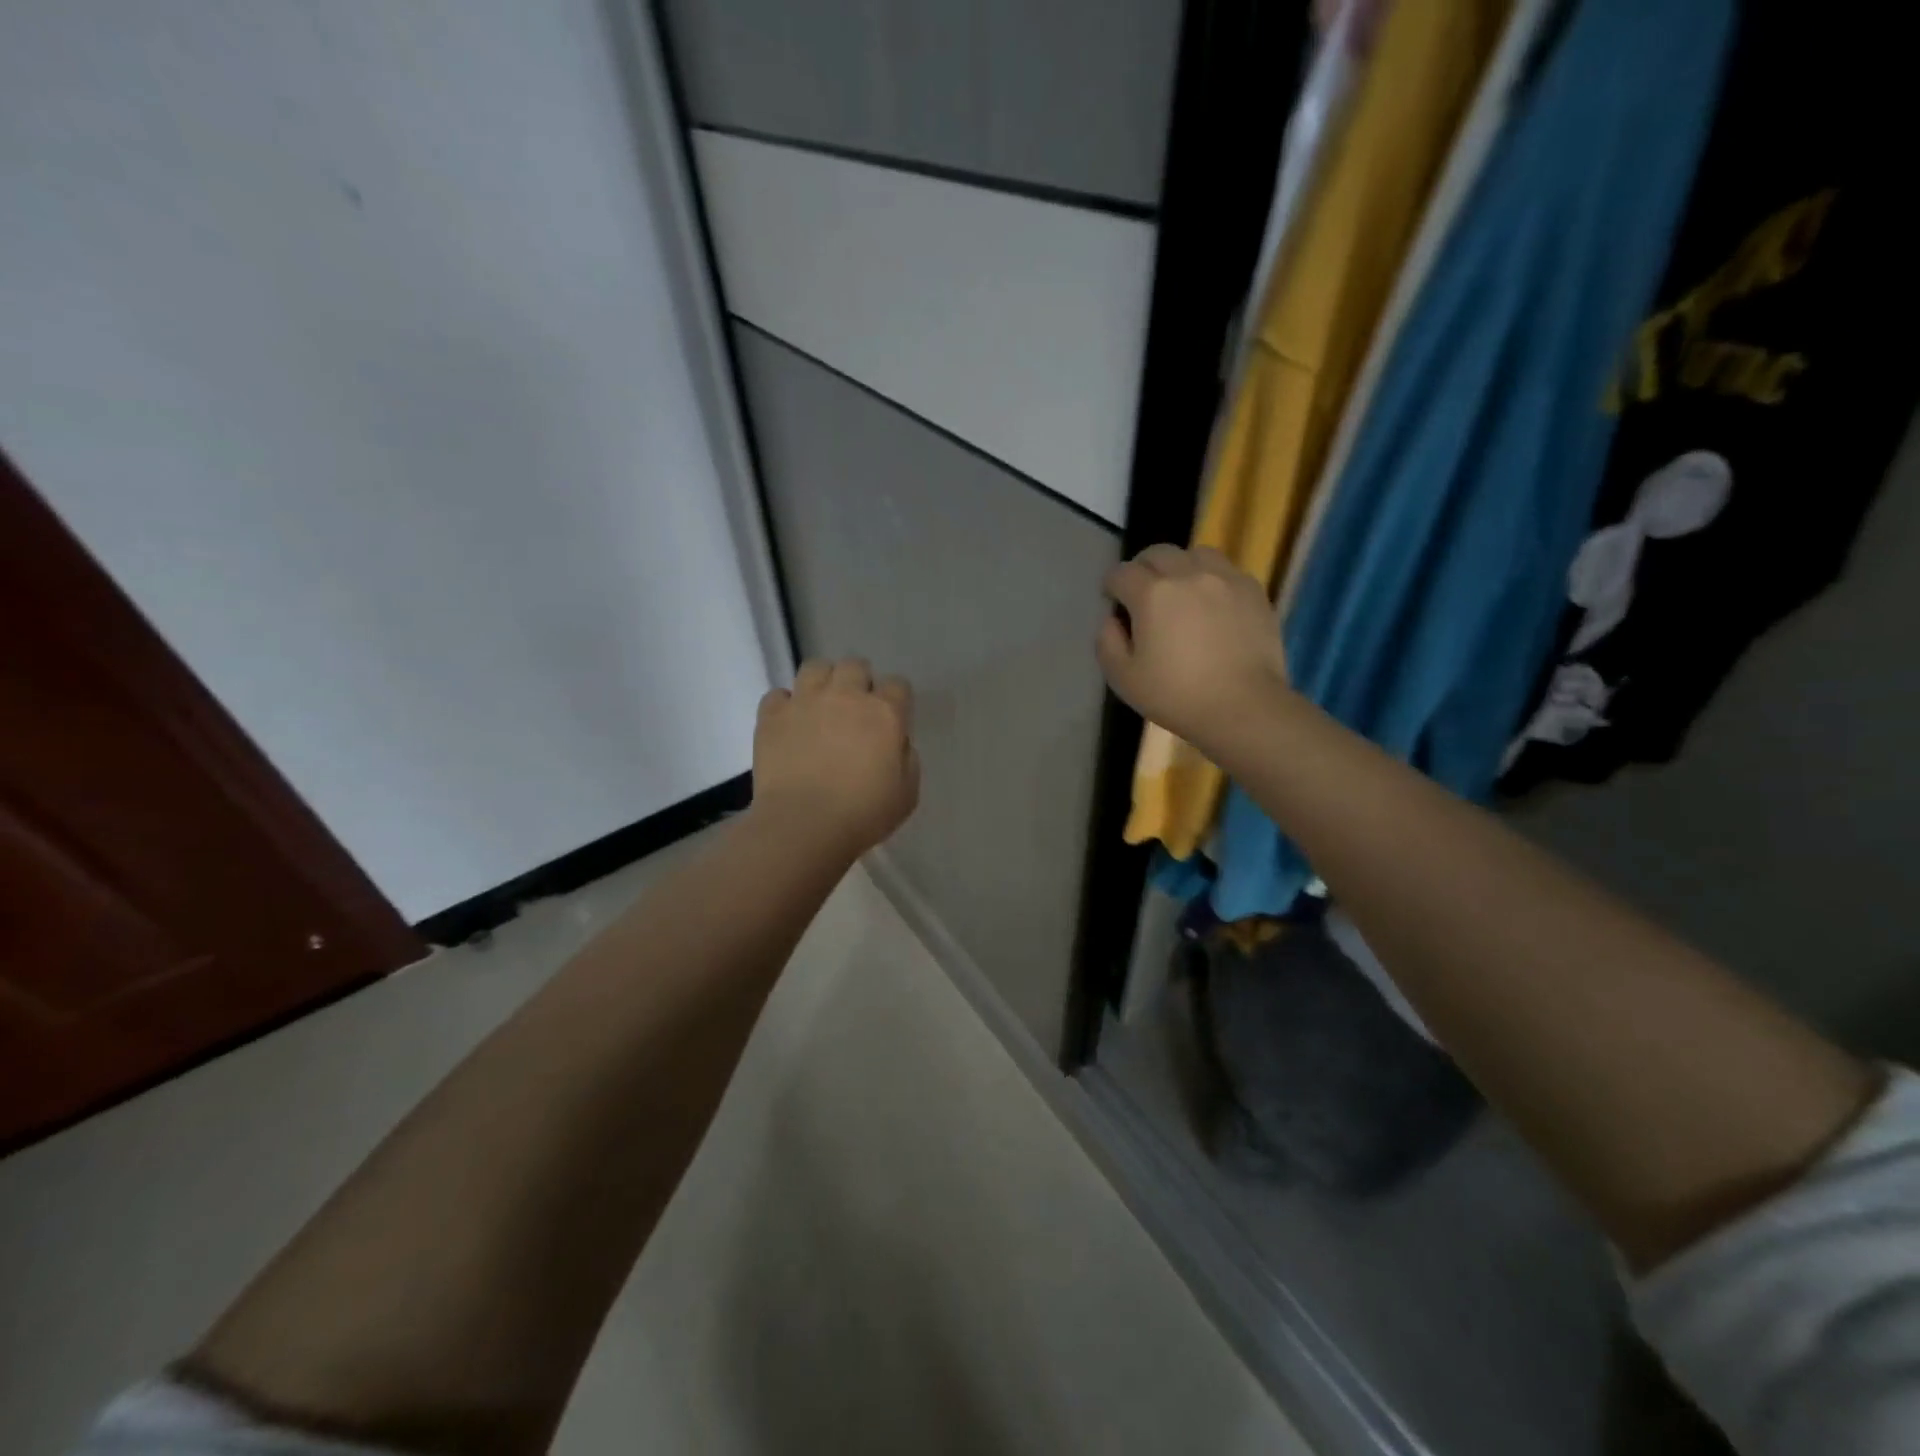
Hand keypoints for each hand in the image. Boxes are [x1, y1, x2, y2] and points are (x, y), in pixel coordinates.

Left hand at [750, 658, 919, 858]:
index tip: (890, 719)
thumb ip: (907, 758)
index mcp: (885, 713)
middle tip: (854, 709)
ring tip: (820, 706)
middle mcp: (846, 696)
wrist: (804, 824)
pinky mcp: (772, 715)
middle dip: (858, 681)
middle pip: (855, 665)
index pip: (898, 685)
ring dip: (822, 681)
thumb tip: (896, 742)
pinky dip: (785, 705)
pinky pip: (778, 694)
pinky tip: (789, 724)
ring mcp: (805, 701)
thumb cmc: (864, 814)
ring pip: (815, 667)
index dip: (895, 700)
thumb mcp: (907, 792)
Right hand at [1097, 546, 1290, 750]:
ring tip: (1181, 591)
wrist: (1243, 707)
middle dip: (1143, 568)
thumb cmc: (1176, 696)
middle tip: (1142, 593)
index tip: (1112, 601)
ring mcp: (1225, 579)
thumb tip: (1112, 620)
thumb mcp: (1123, 678)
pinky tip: (1213, 605)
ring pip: (1196, 553)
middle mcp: (1188, 575)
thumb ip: (1107, 642)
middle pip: (1158, 553)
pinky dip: (1213, 579)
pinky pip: (1227, 571)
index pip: (1122, 573)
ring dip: (1181, 566)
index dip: (1111, 586)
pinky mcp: (1254, 591)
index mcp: (1152, 594)